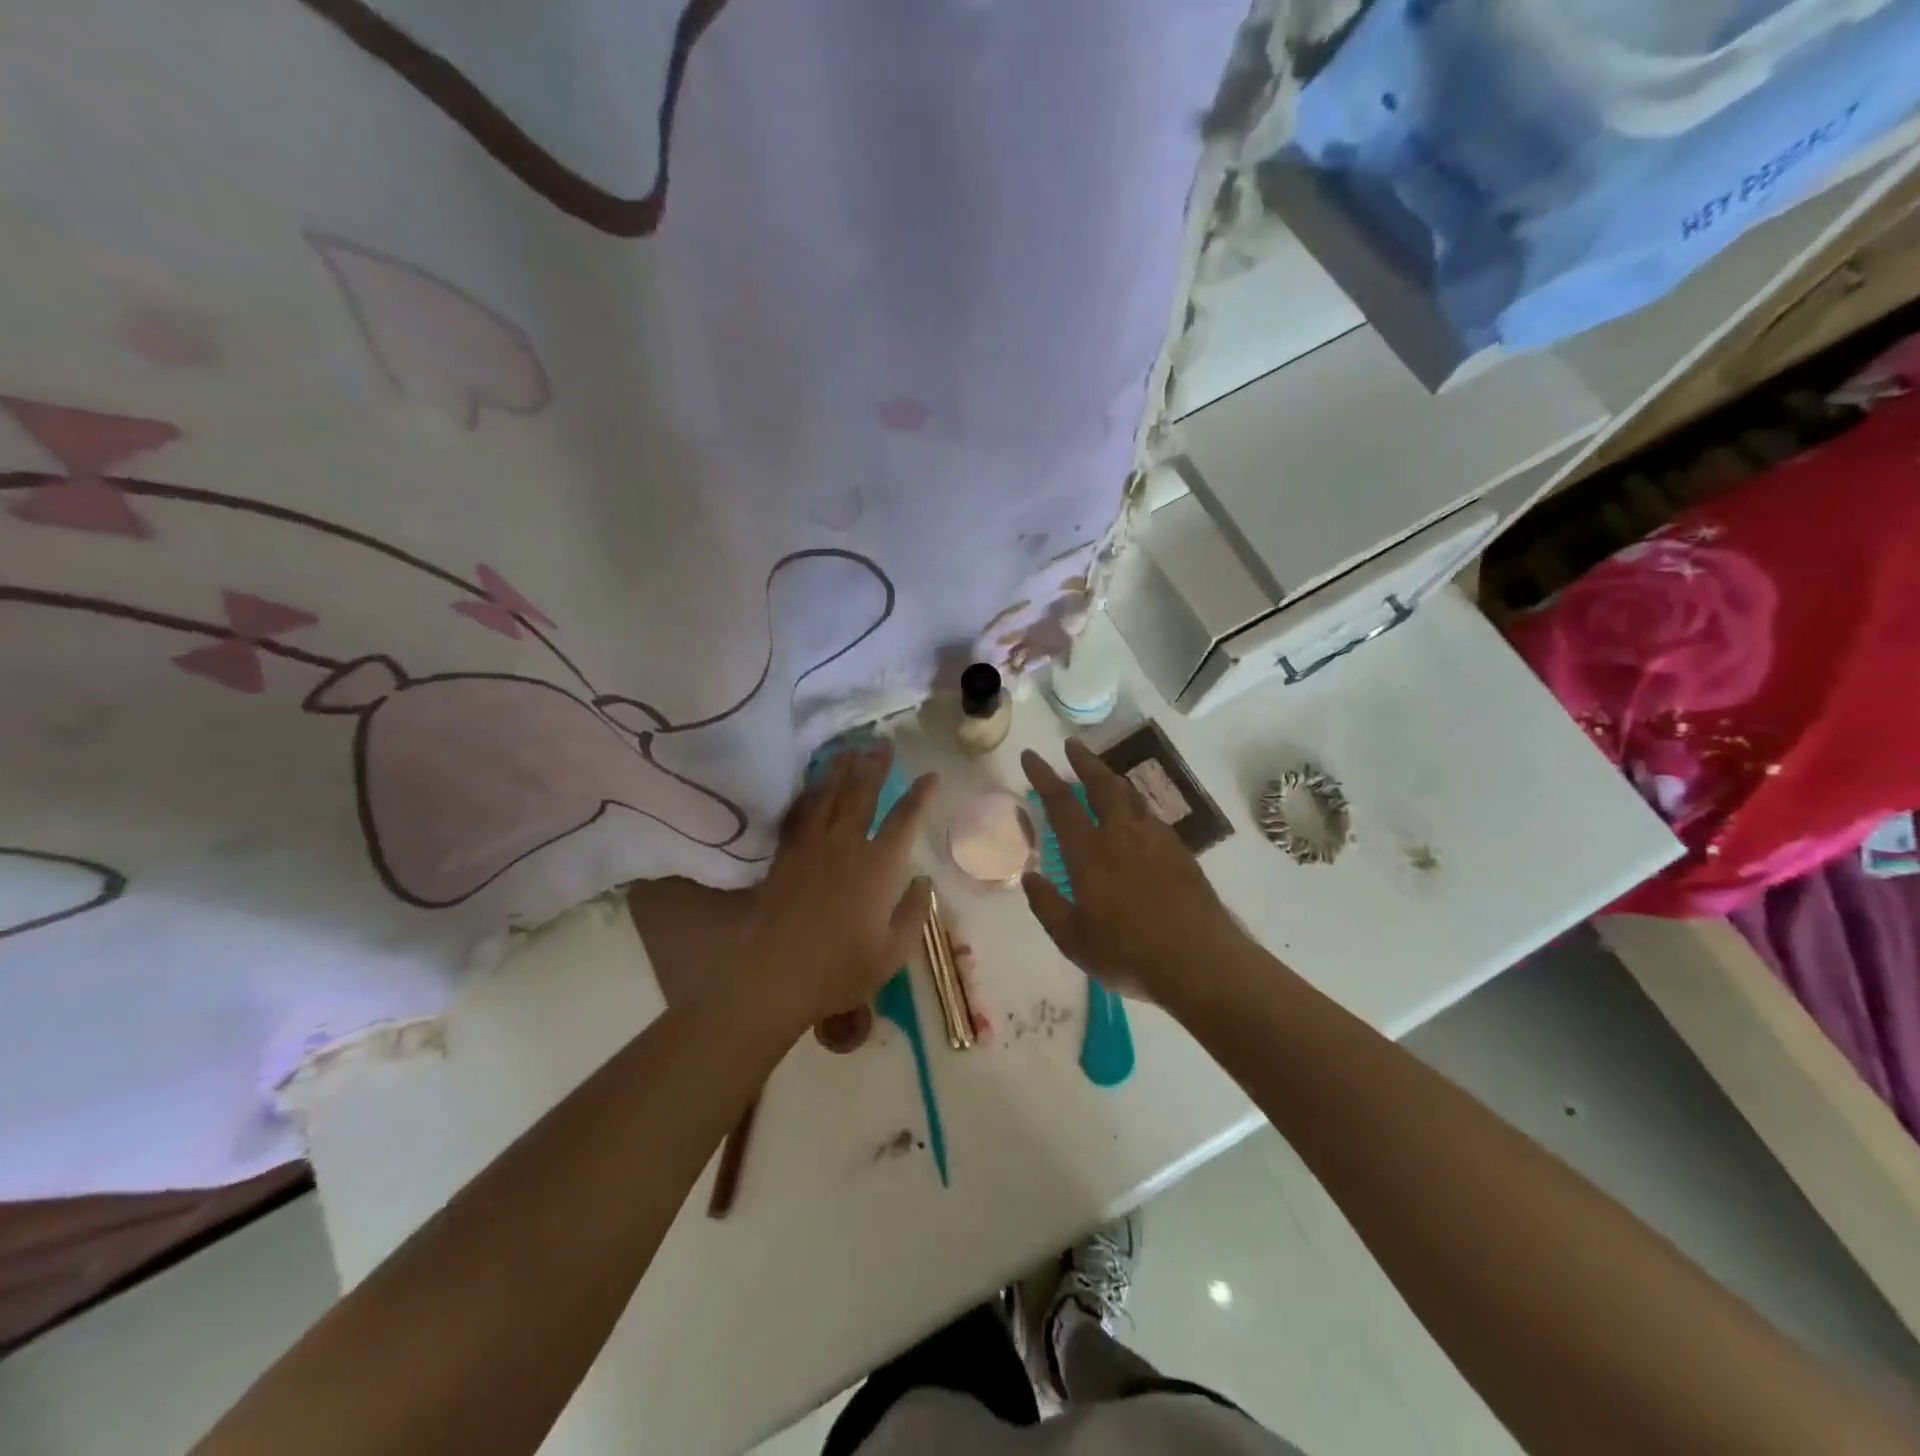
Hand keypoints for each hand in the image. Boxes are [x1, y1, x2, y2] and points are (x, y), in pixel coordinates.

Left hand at [742, 745, 935, 1033]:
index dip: (920, 794)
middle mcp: (846, 845)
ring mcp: (811, 846)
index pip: (905, 819)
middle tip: (882, 743)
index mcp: (878, 866)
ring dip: (841, 769)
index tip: (931, 775)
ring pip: (829, 795)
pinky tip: (812, 785)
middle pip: (863, 793)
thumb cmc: (841, 969)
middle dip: (875, 765)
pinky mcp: (786, 855)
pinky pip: (799, 813)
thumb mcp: (894, 952)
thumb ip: (914, 913)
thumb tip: (924, 881)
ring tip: (850, 749)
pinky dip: (808, 794)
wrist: (775, 976)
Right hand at [1021, 740, 1241, 1001]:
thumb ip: (1048, 905)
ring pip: (1131, 797)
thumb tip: (1030, 876)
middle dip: (1085, 762)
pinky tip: (1136, 817)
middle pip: (1103, 785)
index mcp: (1090, 853)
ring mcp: (1156, 841)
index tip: (1032, 755)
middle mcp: (1123, 836)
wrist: (1200, 961)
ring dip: (1112, 779)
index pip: (1061, 803)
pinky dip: (1136, 806)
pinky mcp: (1181, 853)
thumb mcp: (1073, 940)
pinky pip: (1152, 817)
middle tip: (1073, 745)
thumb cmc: (1128, 953)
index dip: (1044, 776)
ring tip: (1102, 775)